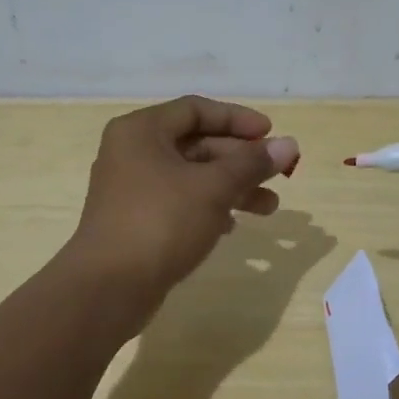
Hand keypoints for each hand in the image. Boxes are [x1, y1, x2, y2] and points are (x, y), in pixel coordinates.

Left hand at [69, 95, 299, 305]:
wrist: (108, 289)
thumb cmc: (161, 222)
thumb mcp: (213, 188)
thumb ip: (251, 163)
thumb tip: (290, 145)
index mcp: (142, 131)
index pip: (196, 110)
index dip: (237, 119)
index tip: (270, 133)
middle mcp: (132, 152)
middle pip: (195, 143)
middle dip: (239, 159)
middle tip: (277, 174)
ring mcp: (132, 188)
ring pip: (191, 176)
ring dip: (231, 187)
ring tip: (269, 207)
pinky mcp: (136, 220)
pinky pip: (179, 202)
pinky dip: (208, 208)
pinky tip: (233, 227)